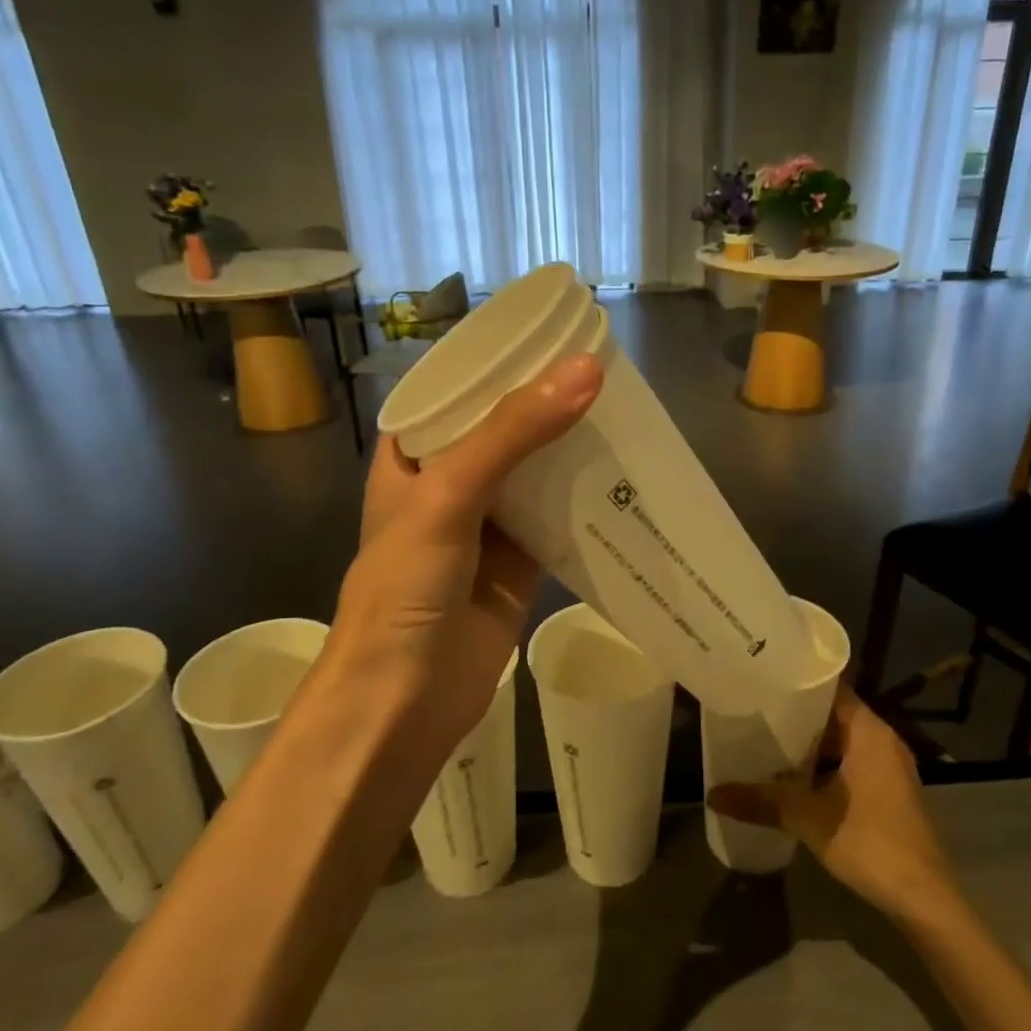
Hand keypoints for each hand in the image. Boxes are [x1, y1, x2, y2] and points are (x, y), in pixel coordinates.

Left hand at [320, 352, 602, 767]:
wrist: (405, 698)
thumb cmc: (405, 588)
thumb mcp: (449, 495)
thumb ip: (513, 433)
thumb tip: (585, 369)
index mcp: (413, 456)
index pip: (459, 390)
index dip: (503, 362)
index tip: (556, 332)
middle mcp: (449, 484)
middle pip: (505, 429)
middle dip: (549, 404)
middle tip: (608, 369)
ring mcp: (487, 525)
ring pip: (536, 472)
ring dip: (572, 448)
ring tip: (625, 409)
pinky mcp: (520, 563)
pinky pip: (558, 518)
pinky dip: (586, 500)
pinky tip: (624, 474)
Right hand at [707, 688, 953, 919]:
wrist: (923, 898)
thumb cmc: (869, 842)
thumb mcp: (807, 818)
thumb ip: (760, 800)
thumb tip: (712, 793)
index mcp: (869, 731)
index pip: (830, 687)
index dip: (796, 682)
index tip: (762, 681)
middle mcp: (882, 739)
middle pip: (833, 714)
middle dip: (795, 715)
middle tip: (754, 711)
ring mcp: (888, 766)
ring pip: (841, 741)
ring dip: (808, 743)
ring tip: (765, 740)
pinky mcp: (888, 791)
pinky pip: (849, 763)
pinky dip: (823, 765)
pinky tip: (792, 777)